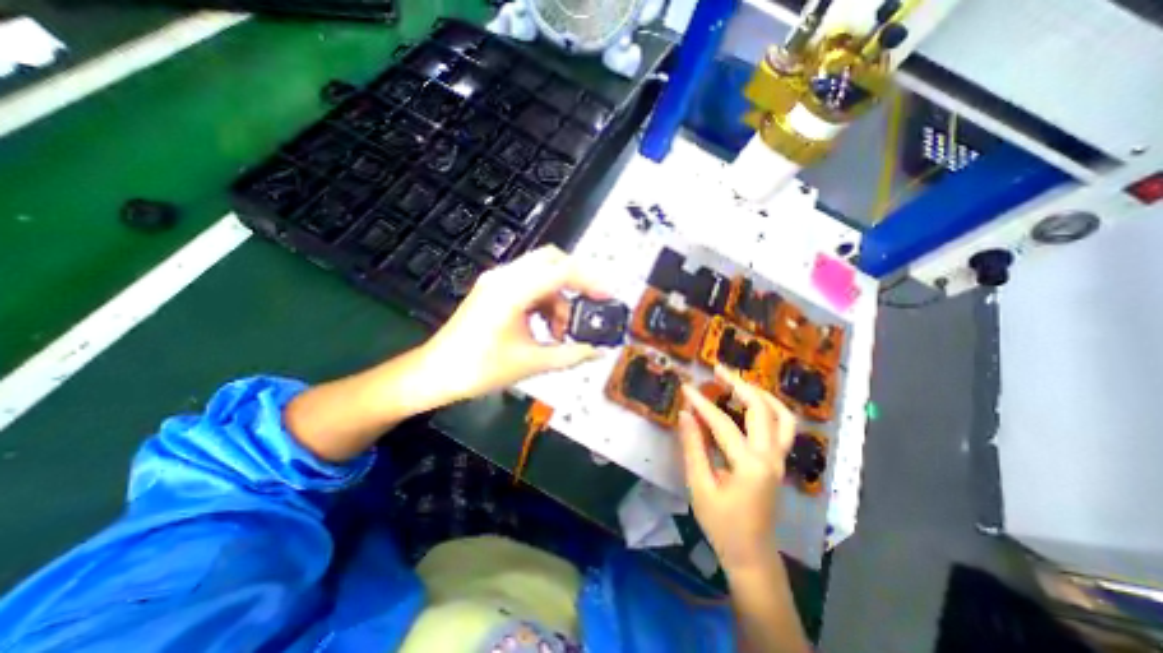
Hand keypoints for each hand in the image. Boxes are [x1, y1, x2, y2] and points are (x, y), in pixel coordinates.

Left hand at [425, 244, 610, 401]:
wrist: (436, 373)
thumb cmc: (480, 369)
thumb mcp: (531, 363)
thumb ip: (570, 355)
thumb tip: (599, 352)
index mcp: (513, 291)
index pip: (562, 270)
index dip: (591, 280)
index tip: (609, 296)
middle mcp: (505, 276)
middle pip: (552, 259)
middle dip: (577, 280)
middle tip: (591, 304)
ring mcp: (497, 281)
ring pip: (541, 273)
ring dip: (559, 296)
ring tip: (563, 330)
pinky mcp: (494, 289)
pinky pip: (529, 284)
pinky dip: (544, 300)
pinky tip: (546, 326)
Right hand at [674, 364, 799, 572]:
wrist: (752, 554)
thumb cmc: (722, 524)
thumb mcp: (700, 486)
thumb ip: (693, 447)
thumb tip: (685, 413)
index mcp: (750, 465)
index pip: (723, 423)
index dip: (702, 403)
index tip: (686, 387)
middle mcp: (771, 457)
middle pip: (762, 409)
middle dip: (739, 384)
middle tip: (718, 369)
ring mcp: (780, 459)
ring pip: (781, 415)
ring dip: (760, 393)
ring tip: (738, 382)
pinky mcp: (779, 461)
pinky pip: (783, 427)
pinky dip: (769, 408)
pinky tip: (751, 404)